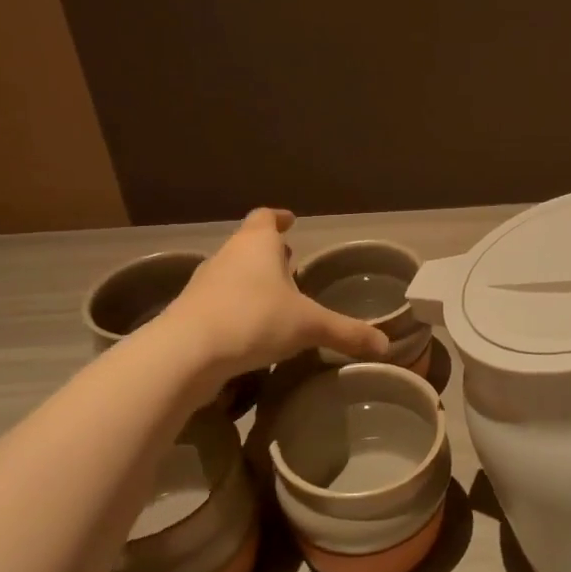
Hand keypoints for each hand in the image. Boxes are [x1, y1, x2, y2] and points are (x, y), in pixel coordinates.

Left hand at [165, 209, 389, 377]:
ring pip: (232, 272)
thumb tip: (385, 345)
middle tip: (290, 264)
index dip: (279, 218)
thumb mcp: (310, 327)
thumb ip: (346, 333)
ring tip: (274, 299)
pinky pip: (218, 301)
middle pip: (248, 244)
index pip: (266, 218)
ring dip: (251, 281)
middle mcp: (228, 256)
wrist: (186, 353)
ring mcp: (204, 283)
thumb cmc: (254, 320)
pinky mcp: (189, 312)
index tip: (290, 221)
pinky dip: (235, 307)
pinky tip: (250, 329)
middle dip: (269, 253)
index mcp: (258, 245)